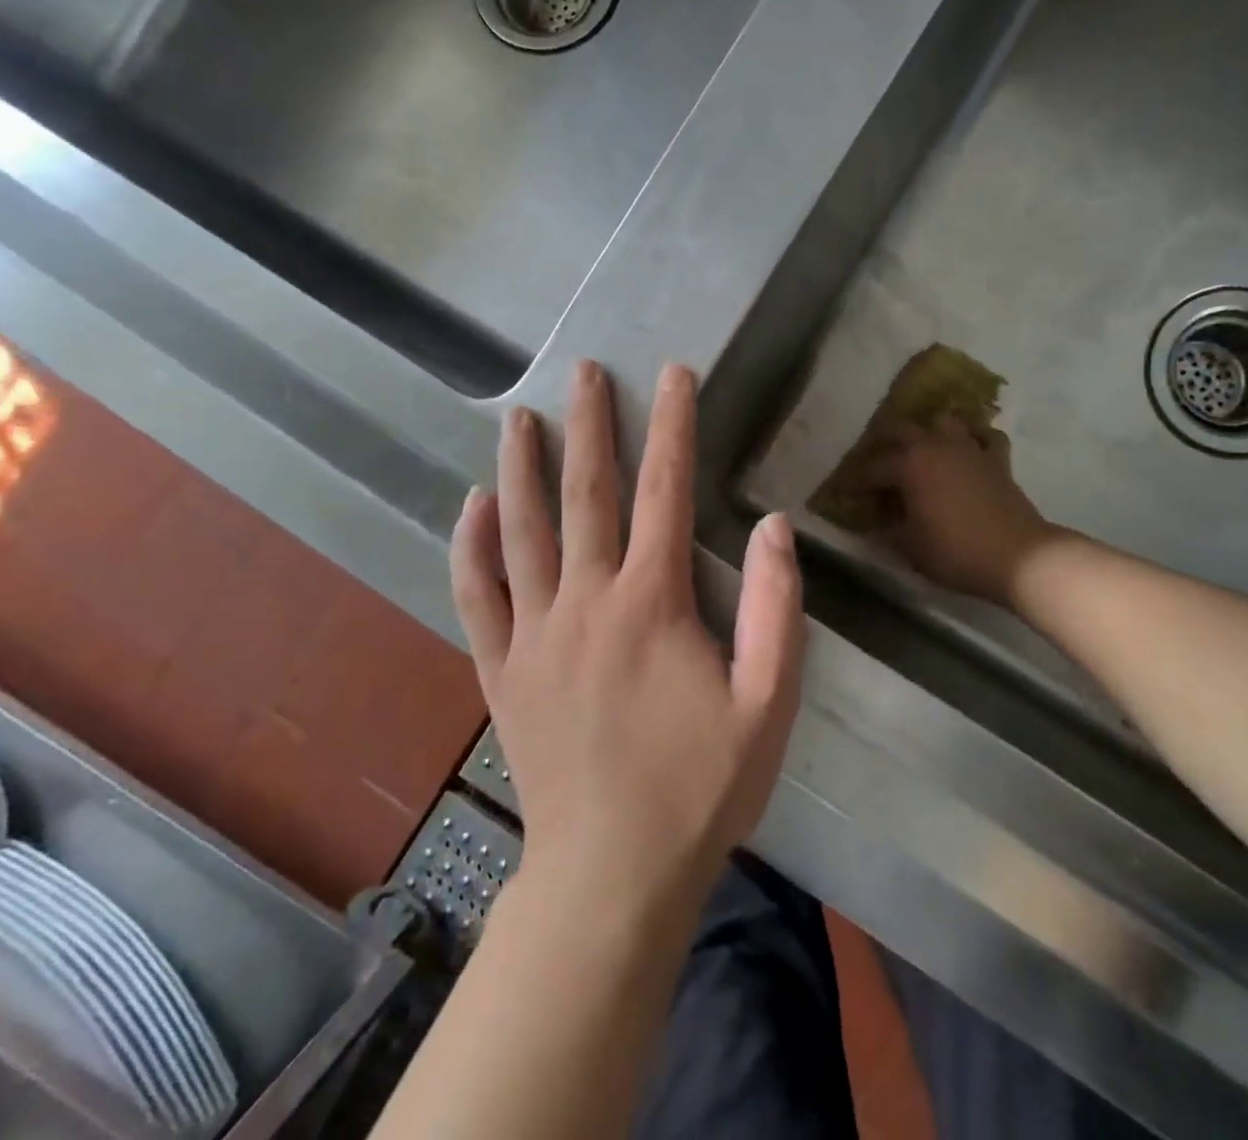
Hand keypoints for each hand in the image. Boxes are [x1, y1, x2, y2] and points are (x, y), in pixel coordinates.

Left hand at [450, 361, 804, 914]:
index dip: (674, 426)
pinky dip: (470, 546)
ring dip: (521, 467)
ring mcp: (535, 633)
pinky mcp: (502, 669)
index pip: (666, 490)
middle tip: (583, 372)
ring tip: (519, 417)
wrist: (612, 874)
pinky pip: (477, 594)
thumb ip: (777, 610)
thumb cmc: (701, 788)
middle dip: (590, 425)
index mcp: (653, 602)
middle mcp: (587, 600)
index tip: (673, 375)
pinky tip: (470, 505)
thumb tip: (773, 526)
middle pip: (586, 494)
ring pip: (521, 530)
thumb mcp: (769, 704)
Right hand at [860, 414, 1053, 604]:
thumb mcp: (910, 546)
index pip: (870, 468)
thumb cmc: (956, 551)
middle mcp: (935, 445)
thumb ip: (888, 529)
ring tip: (918, 447)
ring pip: (943, 422)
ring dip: (927, 430)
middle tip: (872, 463)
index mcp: (909, 464)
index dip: (852, 481)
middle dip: (881, 443)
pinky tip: (967, 448)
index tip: (840, 491)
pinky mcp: (996, 459)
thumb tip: (877, 522)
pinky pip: (983, 436)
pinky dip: (973, 437)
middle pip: (900, 430)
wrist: (1019, 556)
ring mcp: (969, 448)